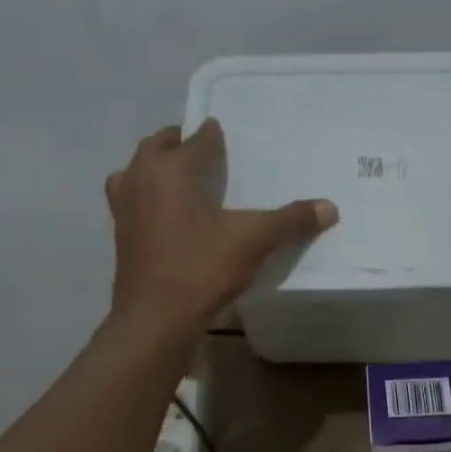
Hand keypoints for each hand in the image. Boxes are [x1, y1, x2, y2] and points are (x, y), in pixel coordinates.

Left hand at [107, 120, 336, 331]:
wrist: (155, 318)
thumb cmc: (201, 268)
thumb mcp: (253, 241)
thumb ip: (290, 220)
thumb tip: (330, 207)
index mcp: (171, 168)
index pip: (197, 139)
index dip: (214, 134)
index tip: (225, 133)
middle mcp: (140, 178)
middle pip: (158, 147)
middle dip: (180, 144)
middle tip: (204, 151)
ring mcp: (124, 207)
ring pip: (138, 172)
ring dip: (157, 168)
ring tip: (181, 179)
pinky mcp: (120, 235)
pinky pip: (133, 200)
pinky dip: (148, 197)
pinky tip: (168, 216)